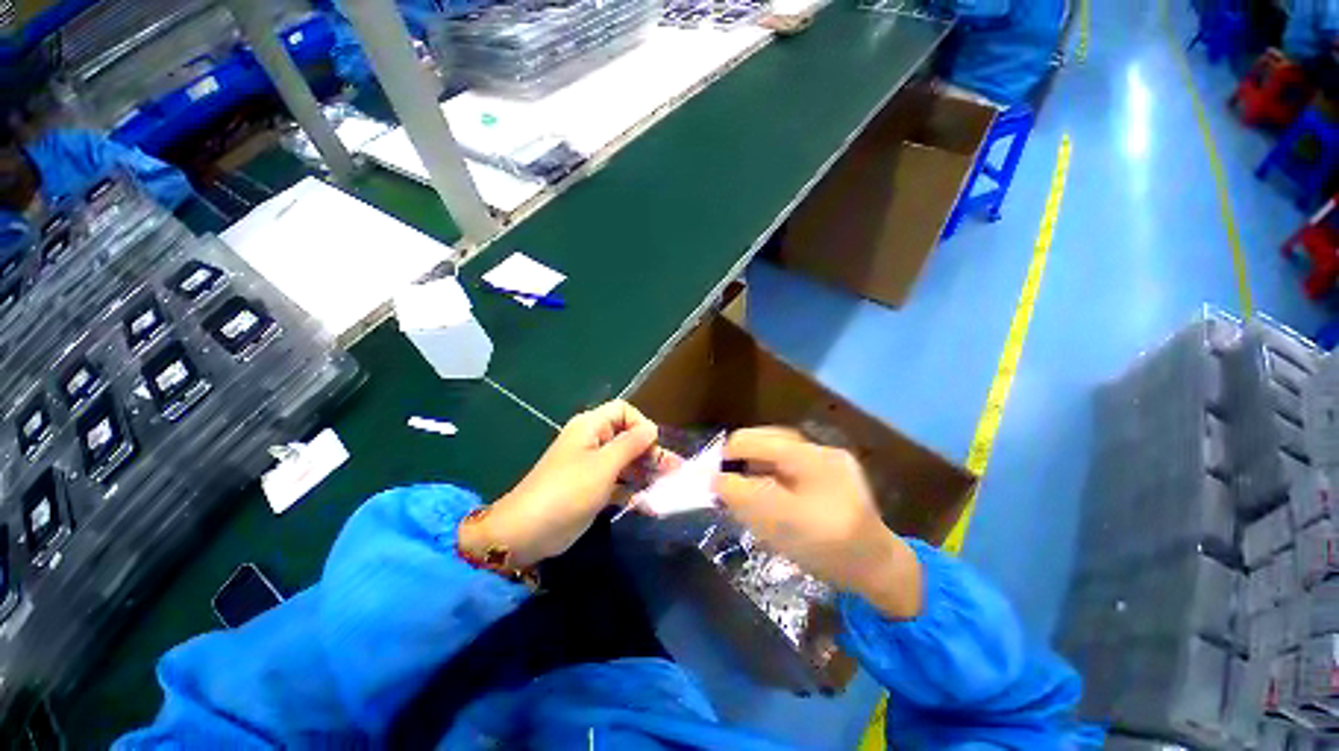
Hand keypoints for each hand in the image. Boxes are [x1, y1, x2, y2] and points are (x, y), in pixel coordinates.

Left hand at [460, 400, 667, 566]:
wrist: (527, 532)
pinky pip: (619, 482)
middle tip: (674, 471)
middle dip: (651, 452)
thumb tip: (652, 428)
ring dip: (646, 472)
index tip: (652, 447)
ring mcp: (593, 466)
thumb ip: (631, 444)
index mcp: (591, 427)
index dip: (641, 425)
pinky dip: (633, 490)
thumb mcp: (604, 465)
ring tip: (668, 487)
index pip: (624, 411)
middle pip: (628, 438)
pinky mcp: (593, 488)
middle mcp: (593, 442)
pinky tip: (648, 503)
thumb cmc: (568, 491)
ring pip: (626, 461)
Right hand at [712, 428, 922, 619]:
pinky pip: (787, 461)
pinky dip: (769, 472)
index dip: (727, 457)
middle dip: (740, 459)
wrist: (877, 566)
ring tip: (745, 488)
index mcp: (809, 458)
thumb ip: (743, 497)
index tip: (713, 481)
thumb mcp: (780, 525)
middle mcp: (817, 447)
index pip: (753, 442)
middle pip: (763, 440)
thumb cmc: (829, 550)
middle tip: (728, 485)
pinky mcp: (828, 468)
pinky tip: (768, 490)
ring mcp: (825, 456)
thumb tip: (715, 478)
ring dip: (754, 465)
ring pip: (774, 449)